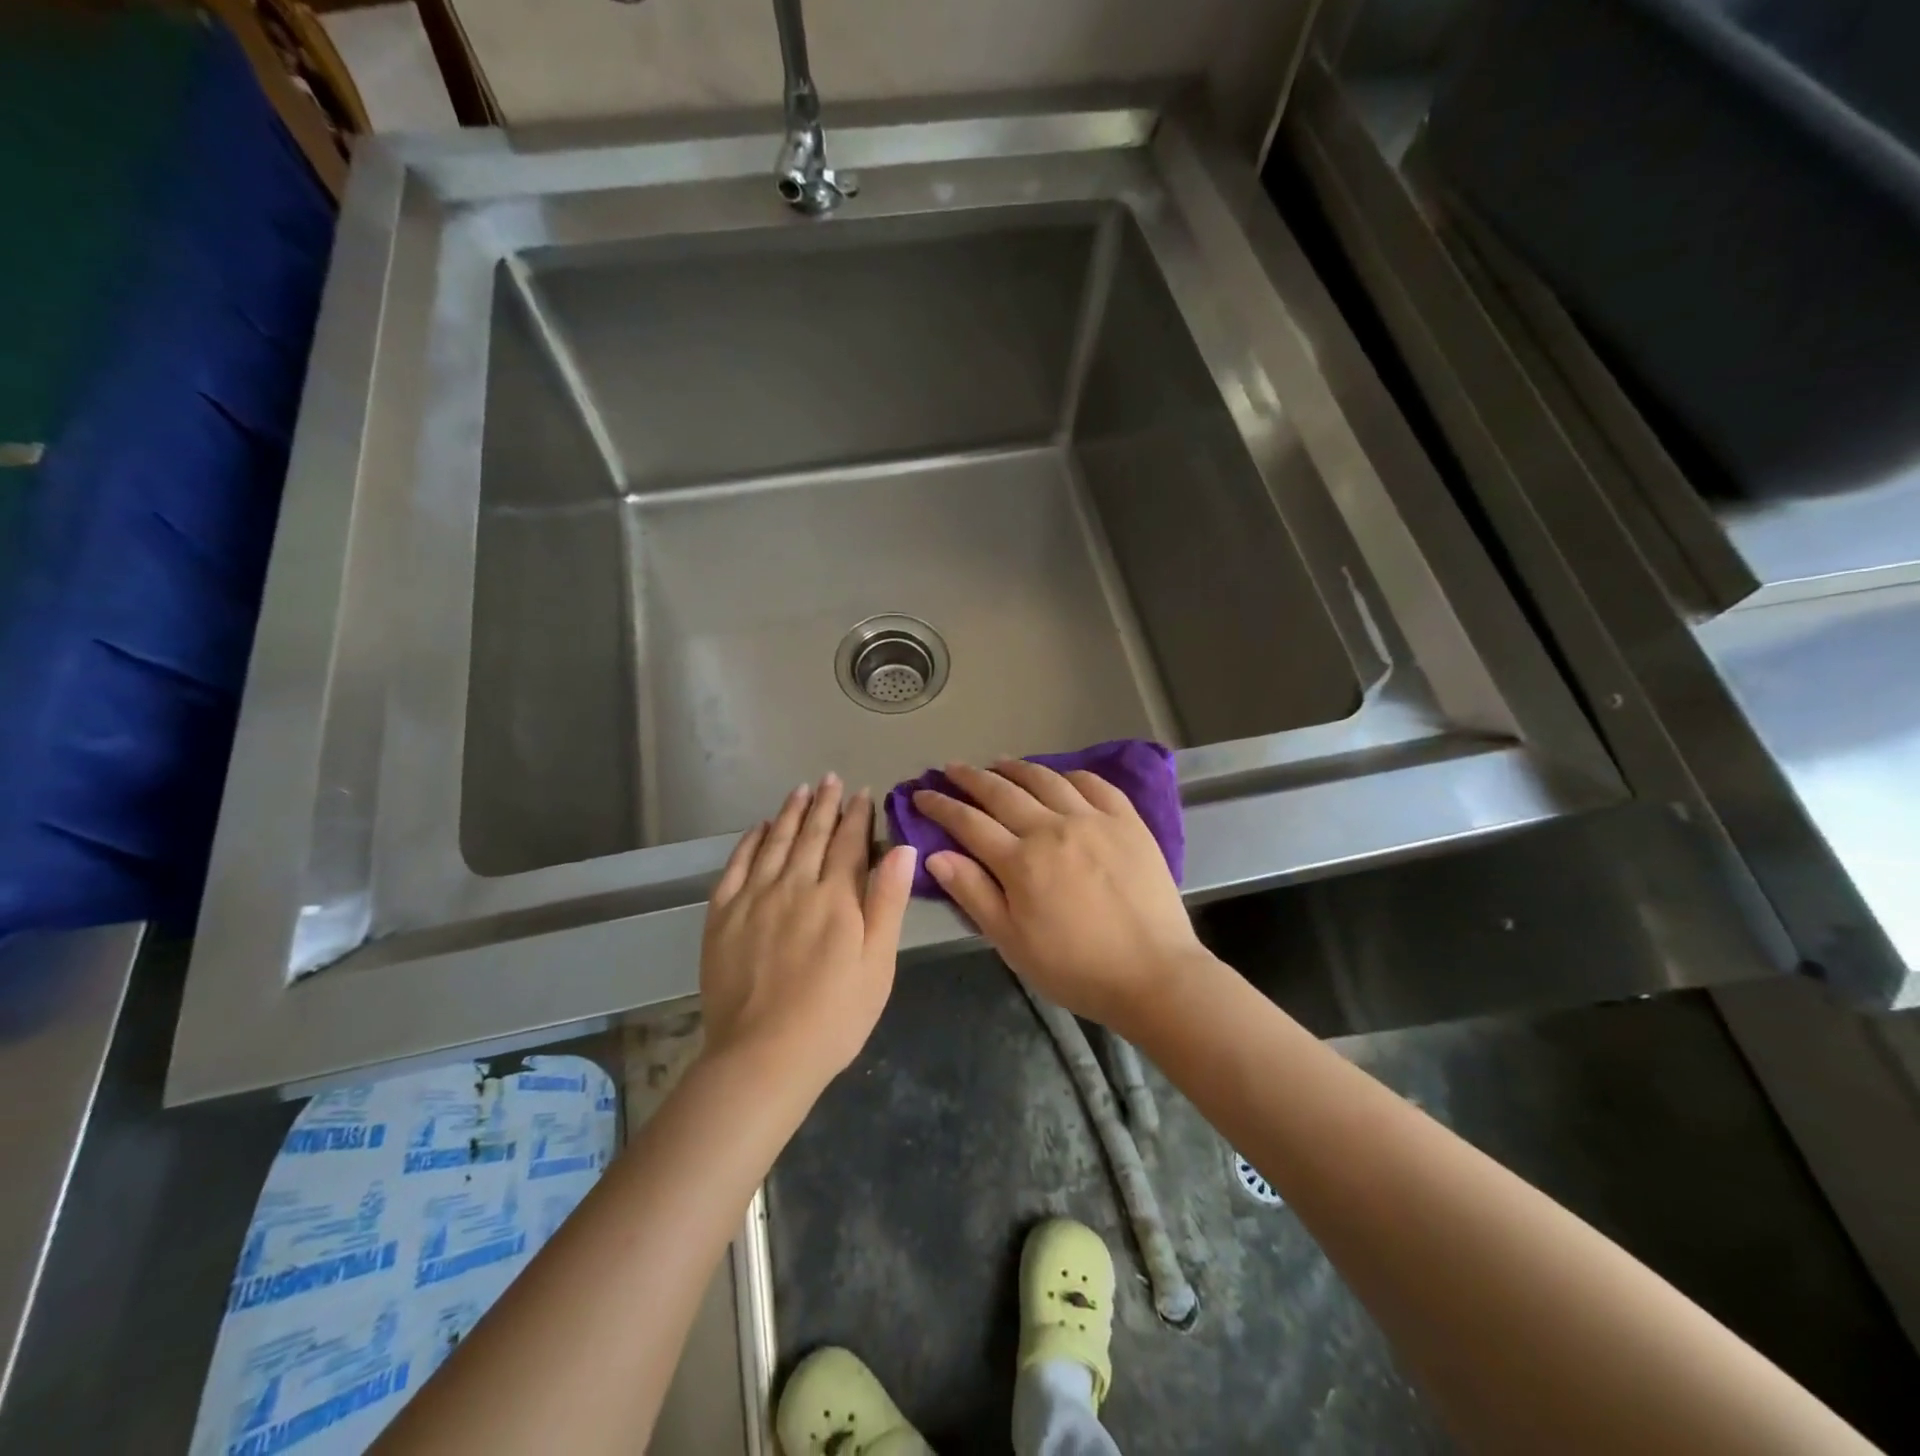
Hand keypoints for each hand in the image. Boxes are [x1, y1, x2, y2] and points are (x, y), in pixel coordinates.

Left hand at [700, 775, 916, 1093]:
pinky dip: (749, 842)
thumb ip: (887, 902)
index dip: (856, 816)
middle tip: (829, 779)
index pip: (848, 844)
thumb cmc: (834, 1016)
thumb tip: (902, 849)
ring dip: (788, 814)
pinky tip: (758, 829)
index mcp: (835, 897)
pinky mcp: (722, 916)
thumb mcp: (878, 964)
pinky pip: (736, 866)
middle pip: (811, 835)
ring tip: (799, 790)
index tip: (861, 793)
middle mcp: (794, 886)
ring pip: (774, 842)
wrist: (763, 1056)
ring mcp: (754, 898)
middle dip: (823, 804)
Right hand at [913, 761, 1207, 1033]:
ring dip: (1017, 768)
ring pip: (1046, 780)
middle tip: (952, 768)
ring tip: (999, 762)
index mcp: (1020, 861)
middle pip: (1002, 792)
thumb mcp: (1012, 942)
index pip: (969, 822)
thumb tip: (934, 855)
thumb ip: (973, 894)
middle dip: (971, 778)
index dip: (941, 806)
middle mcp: (1052, 828)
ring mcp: (1093, 819)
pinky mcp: (1127, 821)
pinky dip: (1070, 774)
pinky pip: (1094, 784)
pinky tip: (1061, 775)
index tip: (922, 794)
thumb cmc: (1075, 968)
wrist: (1154, 974)